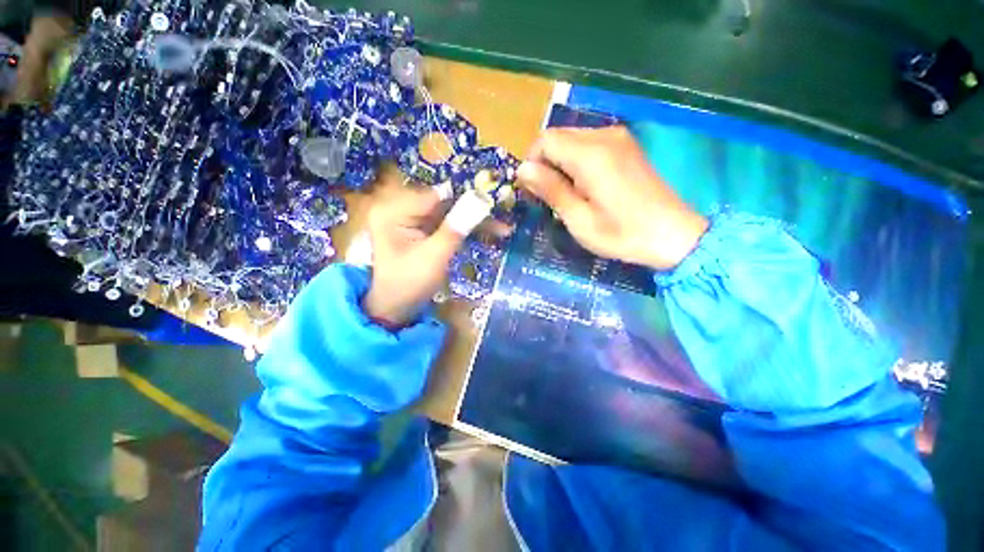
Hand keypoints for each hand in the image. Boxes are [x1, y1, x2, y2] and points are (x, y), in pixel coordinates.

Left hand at [362, 186, 505, 327]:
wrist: (395, 308)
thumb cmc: (408, 285)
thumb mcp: (433, 258)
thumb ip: (454, 229)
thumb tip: (478, 201)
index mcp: (393, 211)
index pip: (435, 196)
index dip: (466, 199)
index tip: (492, 205)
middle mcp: (400, 209)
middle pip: (444, 204)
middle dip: (474, 212)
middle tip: (502, 220)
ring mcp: (411, 219)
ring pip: (449, 214)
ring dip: (474, 222)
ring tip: (502, 229)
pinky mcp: (422, 230)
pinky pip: (448, 224)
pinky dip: (466, 230)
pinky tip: (487, 233)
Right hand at [517, 125, 707, 270]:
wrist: (672, 235)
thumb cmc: (622, 233)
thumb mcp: (579, 219)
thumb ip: (551, 190)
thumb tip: (523, 169)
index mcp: (591, 154)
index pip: (545, 140)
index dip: (532, 163)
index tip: (532, 191)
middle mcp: (604, 136)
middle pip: (557, 137)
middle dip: (544, 164)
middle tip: (547, 197)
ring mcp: (618, 138)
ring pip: (571, 140)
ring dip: (559, 164)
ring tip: (565, 195)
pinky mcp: (626, 146)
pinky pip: (588, 145)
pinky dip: (576, 162)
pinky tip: (583, 186)